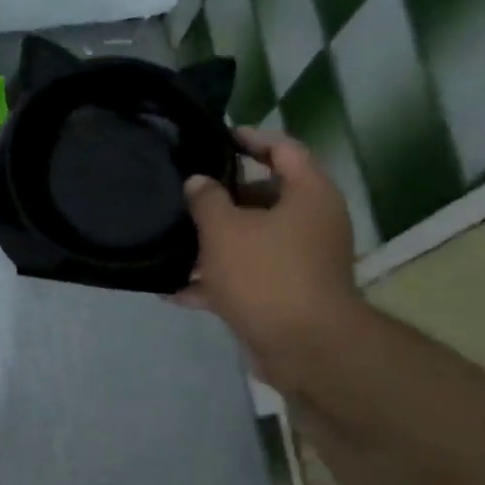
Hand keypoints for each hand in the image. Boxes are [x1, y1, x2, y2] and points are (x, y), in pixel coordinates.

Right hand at [177, 127, 362, 390]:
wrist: (302, 346)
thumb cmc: (266, 274)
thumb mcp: (225, 230)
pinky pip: (245, 277)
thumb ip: (206, 200)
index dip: (250, 138)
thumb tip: (198, 182)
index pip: (283, 148)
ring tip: (173, 242)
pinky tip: (174, 290)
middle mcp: (310, 222)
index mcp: (308, 194)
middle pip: (264, 197)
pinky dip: (214, 282)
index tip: (216, 138)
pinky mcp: (283, 294)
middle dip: (222, 198)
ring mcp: (299, 261)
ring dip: (214, 243)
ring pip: (251, 240)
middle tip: (185, 194)